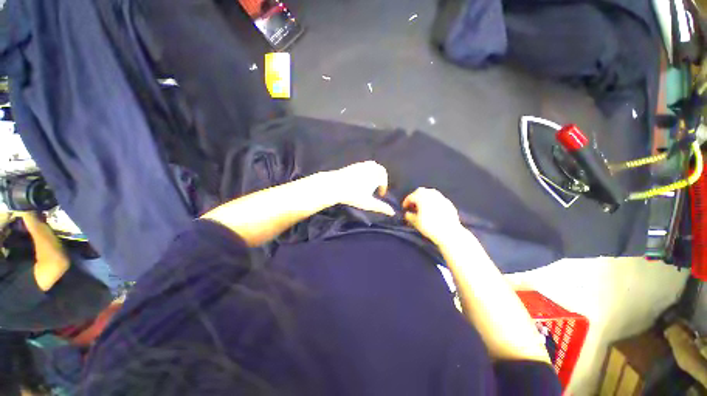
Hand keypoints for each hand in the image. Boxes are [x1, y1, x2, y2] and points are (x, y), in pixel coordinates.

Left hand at [329, 161, 394, 215]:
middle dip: (380, 178)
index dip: (383, 187)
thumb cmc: (353, 195)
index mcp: (376, 175)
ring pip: (371, 166)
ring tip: (369, 183)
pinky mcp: (352, 165)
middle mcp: (370, 167)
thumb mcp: (368, 203)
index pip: (384, 179)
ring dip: (373, 173)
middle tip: (377, 186)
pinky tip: (359, 180)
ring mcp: (360, 165)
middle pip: (379, 170)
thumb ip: (381, 207)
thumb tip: (392, 213)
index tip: (380, 194)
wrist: (334, 185)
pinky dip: (365, 171)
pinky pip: (363, 166)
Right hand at [403, 188, 463, 244]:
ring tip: (422, 205)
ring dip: (424, 197)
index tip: (404, 207)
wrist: (449, 232)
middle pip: (421, 191)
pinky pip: (438, 198)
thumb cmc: (429, 227)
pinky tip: (433, 208)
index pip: (411, 196)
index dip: (406, 201)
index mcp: (422, 198)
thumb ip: (409, 216)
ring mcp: (441, 198)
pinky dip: (433, 201)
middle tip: (413, 204)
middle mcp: (431, 195)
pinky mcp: (448, 203)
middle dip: (415, 196)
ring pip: (431, 193)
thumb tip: (407, 213)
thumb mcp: (416, 222)